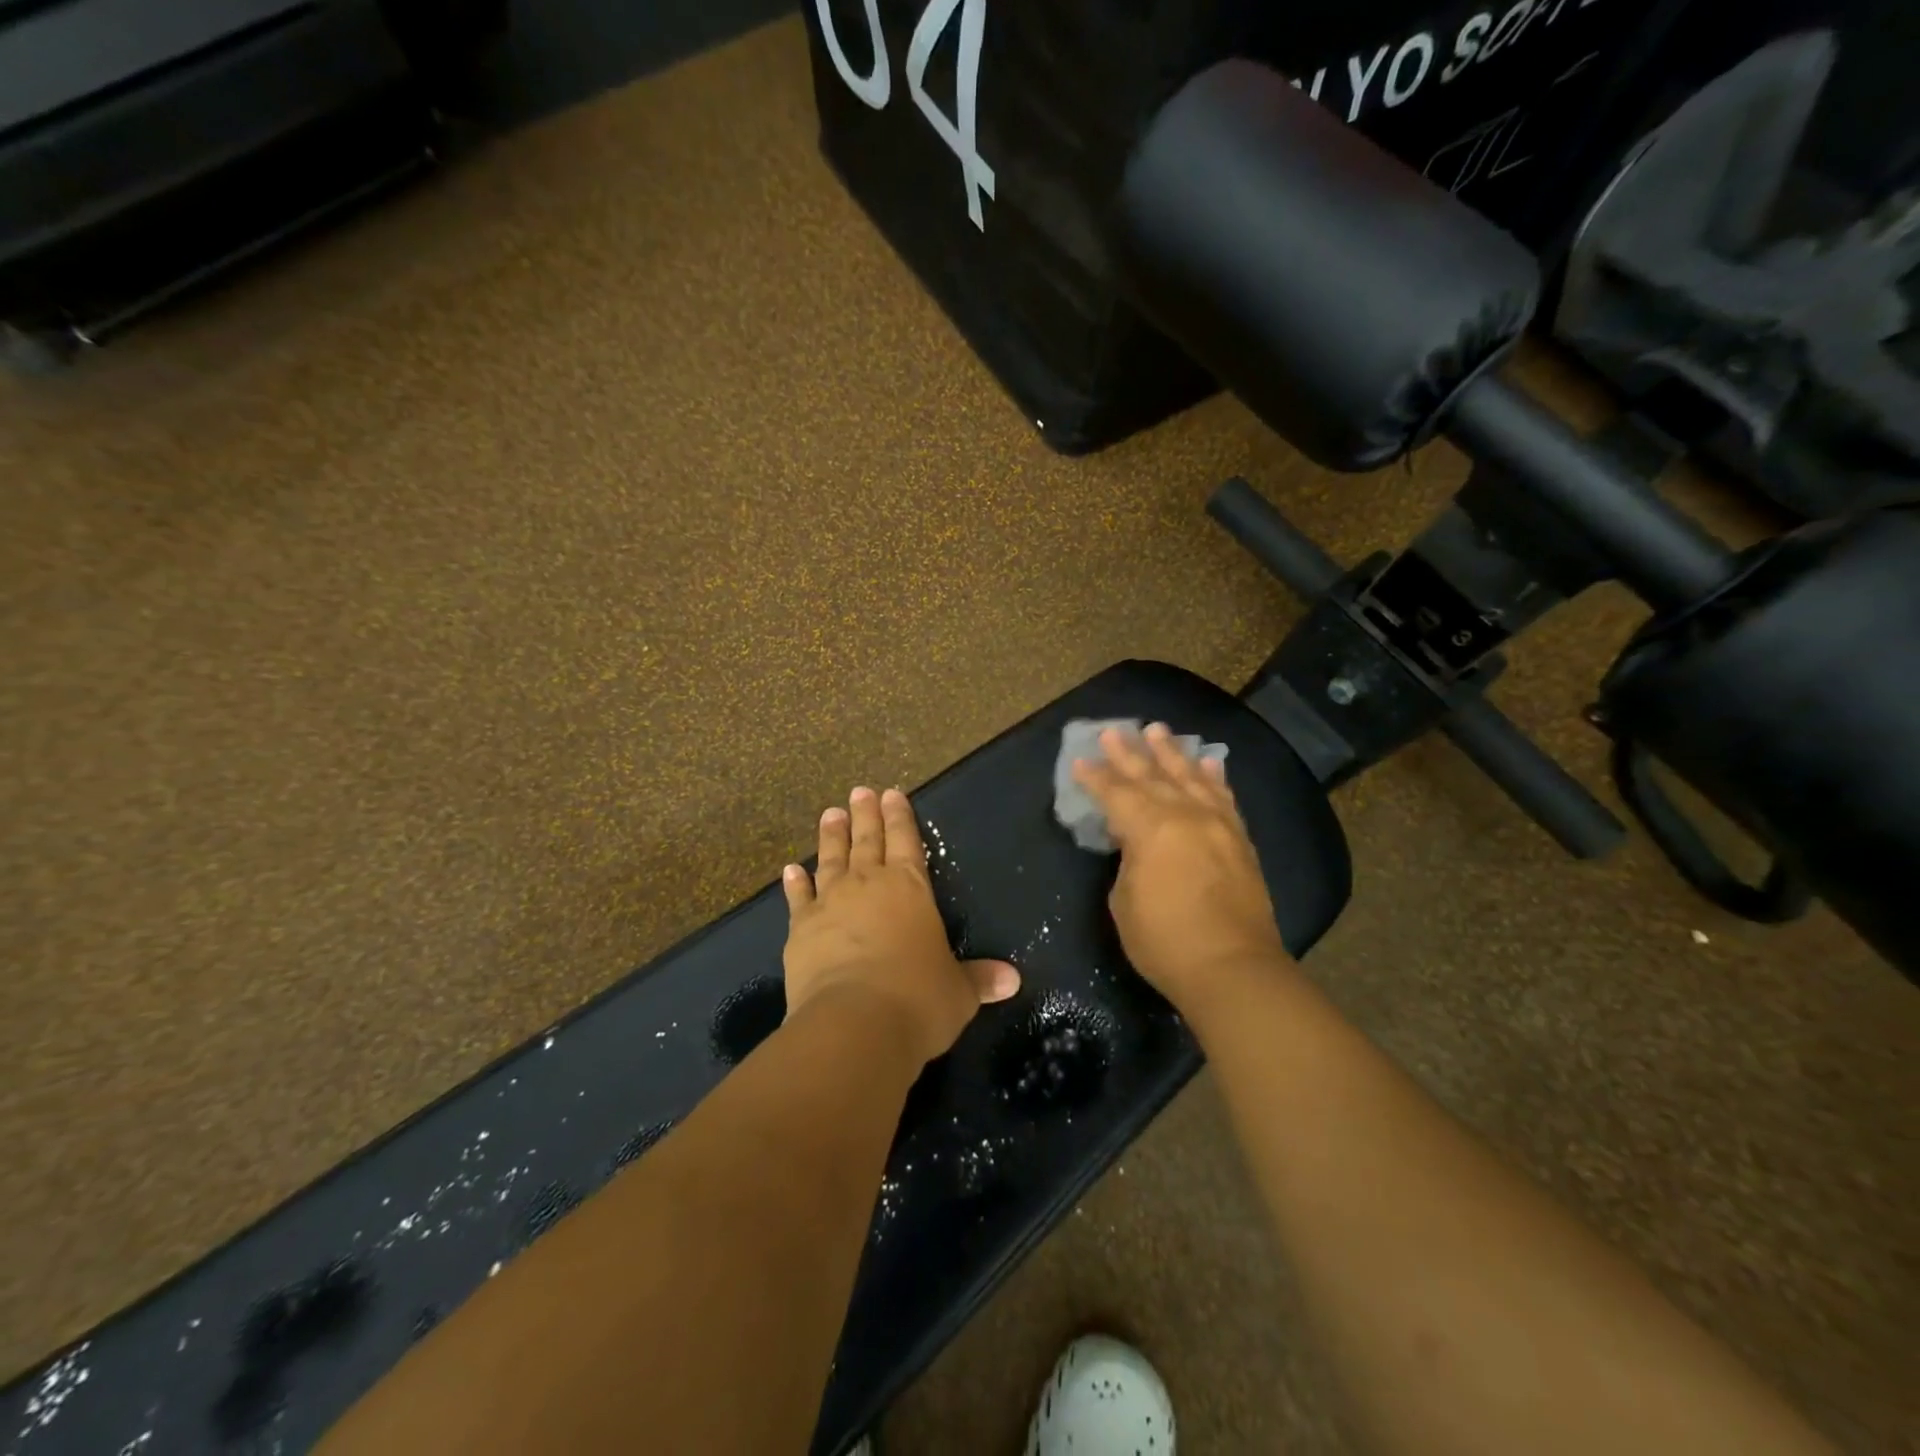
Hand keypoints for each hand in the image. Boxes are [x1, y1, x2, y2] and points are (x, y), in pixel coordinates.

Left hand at [782, 786, 1019, 1066]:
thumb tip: (1012, 980)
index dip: (900, 817)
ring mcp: (831, 904)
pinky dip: (795, 883)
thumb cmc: (918, 1000)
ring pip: (831, 859)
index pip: (907, 841)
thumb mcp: (958, 992)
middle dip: (866, 815)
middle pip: (867, 840)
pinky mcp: (800, 929)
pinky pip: (798, 898)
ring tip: (831, 814)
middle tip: (860, 791)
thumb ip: (980, 979)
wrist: (854, 1024)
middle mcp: (868, 885)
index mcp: (910, 889)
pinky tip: (791, 869)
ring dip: (832, 836)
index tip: (892, 793)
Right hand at [1072, 723, 1291, 1009]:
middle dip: (1129, 752)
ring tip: (1158, 730)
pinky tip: (1209, 762)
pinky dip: (1214, 777)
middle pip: (1152, 775)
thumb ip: (1128, 860)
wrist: (1232, 968)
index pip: (1116, 793)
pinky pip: (1224, 798)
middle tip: (1113, 730)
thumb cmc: (1165, 941)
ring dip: (1171, 753)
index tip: (1080, 760)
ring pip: (1191, 777)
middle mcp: (1186, 815)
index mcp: (1151, 828)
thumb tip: (1136, 843)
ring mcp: (1218, 825)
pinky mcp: (1240, 841)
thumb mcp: (1124, 900)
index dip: (1095, 777)